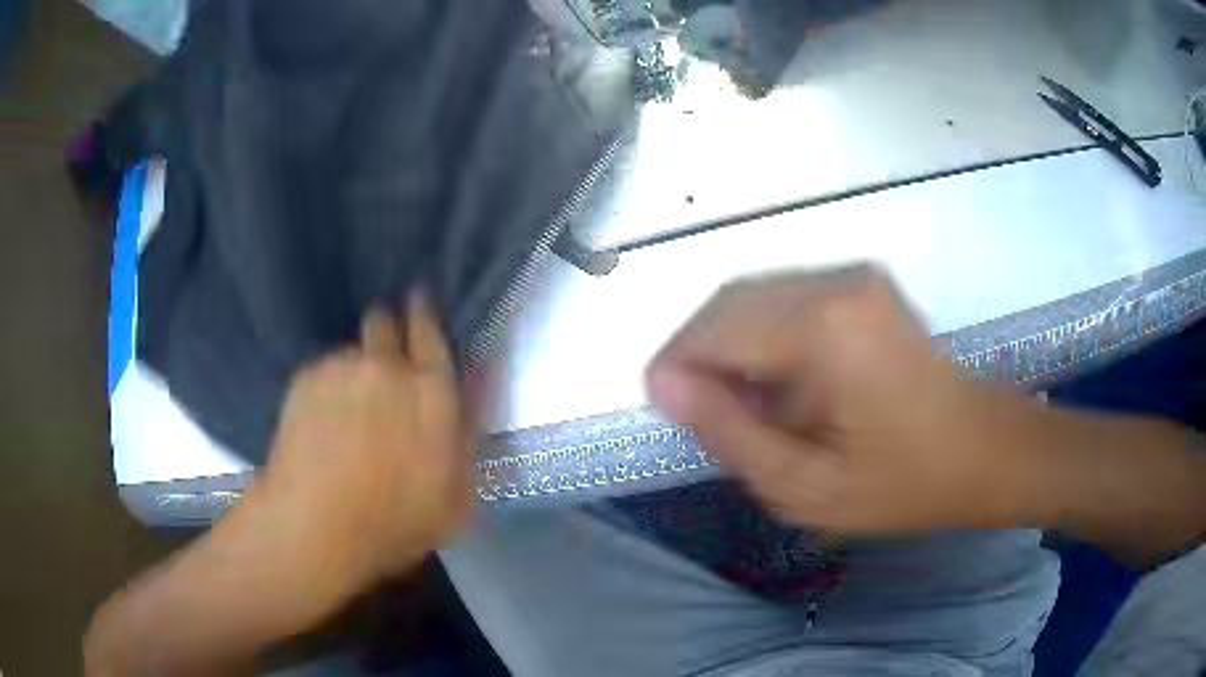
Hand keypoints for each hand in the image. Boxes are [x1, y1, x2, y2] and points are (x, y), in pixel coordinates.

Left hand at [255, 294, 472, 584]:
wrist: (316, 526)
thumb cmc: (395, 522)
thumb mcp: (456, 498)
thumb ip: (468, 436)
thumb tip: (478, 390)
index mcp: (431, 392)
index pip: (430, 332)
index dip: (423, 314)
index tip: (417, 304)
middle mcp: (386, 366)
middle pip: (384, 322)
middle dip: (385, 329)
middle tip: (381, 362)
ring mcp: (341, 369)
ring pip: (350, 352)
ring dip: (354, 370)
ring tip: (345, 411)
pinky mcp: (305, 379)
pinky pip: (322, 372)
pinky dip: (325, 389)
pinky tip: (319, 425)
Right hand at [646, 266, 1050, 532]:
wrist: (983, 450)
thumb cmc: (903, 482)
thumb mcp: (806, 487)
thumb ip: (728, 434)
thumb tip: (664, 385)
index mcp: (825, 329)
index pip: (714, 329)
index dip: (676, 366)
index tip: (665, 409)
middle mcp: (836, 281)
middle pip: (731, 301)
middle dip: (700, 354)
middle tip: (702, 415)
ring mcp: (855, 274)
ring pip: (756, 295)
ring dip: (732, 345)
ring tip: (743, 404)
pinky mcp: (864, 282)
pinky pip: (787, 296)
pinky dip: (765, 335)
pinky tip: (780, 381)